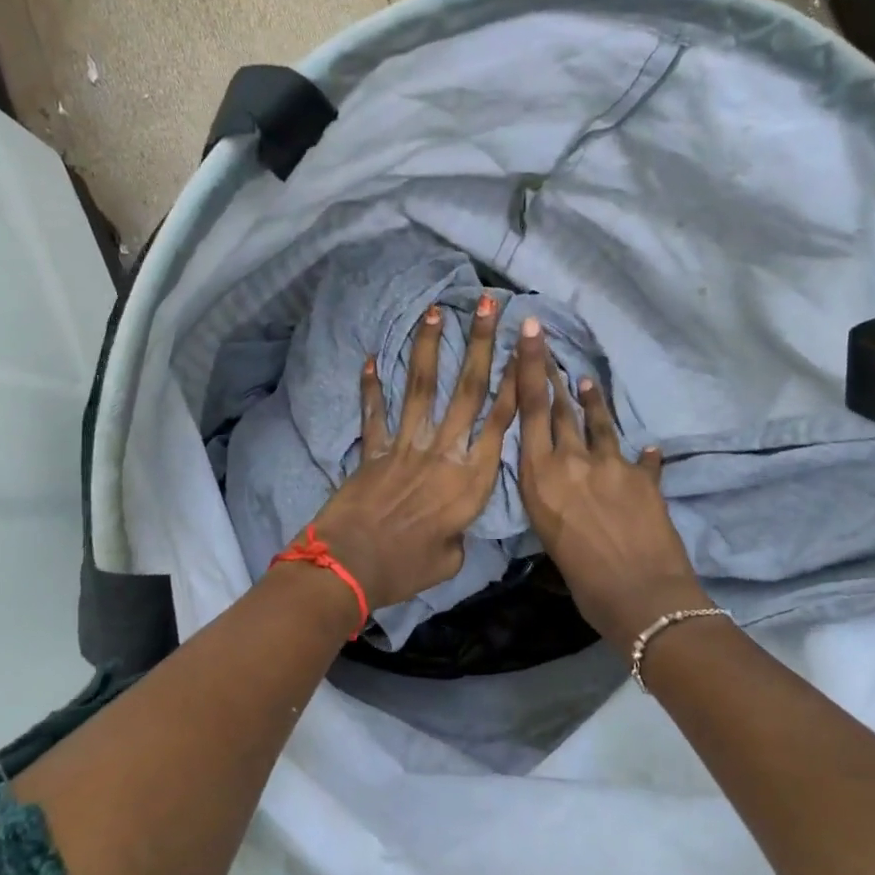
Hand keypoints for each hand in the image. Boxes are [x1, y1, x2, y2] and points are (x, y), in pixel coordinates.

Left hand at [309, 294, 518, 613]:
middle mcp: (443, 452)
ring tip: (436, 310)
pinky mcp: (372, 451)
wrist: (349, 567)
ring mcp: (405, 447)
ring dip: (429, 347)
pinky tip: (371, 358)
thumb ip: (458, 532)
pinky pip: (374, 413)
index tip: (525, 346)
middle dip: (482, 344)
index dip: (515, 381)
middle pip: (467, 390)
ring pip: (422, 388)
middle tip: (490, 306)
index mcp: (471, 479)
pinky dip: (371, 387)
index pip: (501, 421)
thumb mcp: (451, 559)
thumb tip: (451, 523)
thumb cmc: (406, 568)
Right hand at [512, 319, 708, 646]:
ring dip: (592, 400)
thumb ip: (551, 502)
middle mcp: (572, 462)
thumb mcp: (548, 538)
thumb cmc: (582, 581)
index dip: (528, 368)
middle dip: (552, 375)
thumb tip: (560, 491)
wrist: (640, 596)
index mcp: (540, 477)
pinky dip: (642, 455)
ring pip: (598, 423)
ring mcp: (611, 465)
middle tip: (547, 346)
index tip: (529, 331)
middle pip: (561, 409)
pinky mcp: (644, 478)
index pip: (531, 411)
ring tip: (586, 380)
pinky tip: (648, 449)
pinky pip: (641, 459)